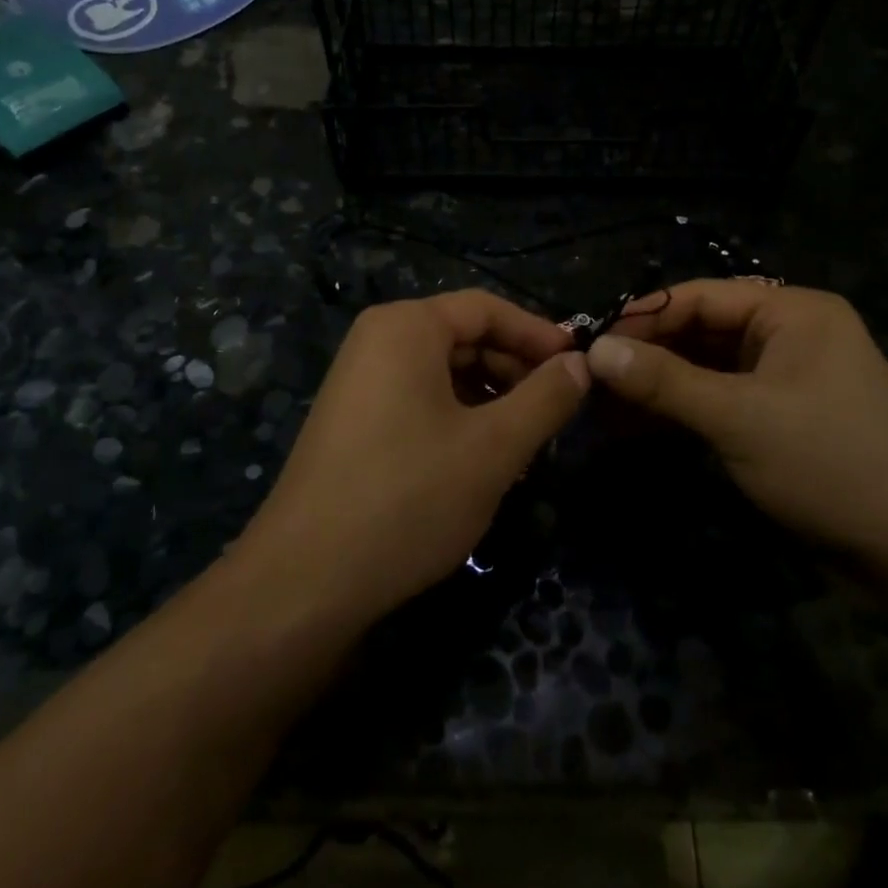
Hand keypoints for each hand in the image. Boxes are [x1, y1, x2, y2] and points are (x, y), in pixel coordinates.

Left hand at [236, 290, 589, 625]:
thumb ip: (546, 398)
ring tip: (525, 444)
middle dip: (515, 370)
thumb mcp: (494, 447)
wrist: (306, 580)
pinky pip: (418, 401)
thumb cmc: (409, 497)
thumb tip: (581, 363)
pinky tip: (482, 462)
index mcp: (406, 327)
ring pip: (443, 373)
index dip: (538, 334)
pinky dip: (458, 420)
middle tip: (556, 412)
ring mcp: (359, 382)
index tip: (579, 366)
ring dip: (491, 400)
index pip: (486, 308)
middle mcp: (377, 341)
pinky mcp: (353, 421)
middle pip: (463, 337)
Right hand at [587, 281, 887, 571]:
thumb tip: (595, 350)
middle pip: (702, 331)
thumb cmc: (829, 463)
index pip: (702, 297)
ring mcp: (787, 378)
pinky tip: (637, 426)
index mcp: (793, 312)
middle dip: (647, 355)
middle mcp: (790, 335)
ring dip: (659, 386)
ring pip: (707, 369)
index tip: (590, 341)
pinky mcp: (781, 418)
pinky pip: (721, 400)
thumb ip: (664, 381)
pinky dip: (682, 411)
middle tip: (590, 378)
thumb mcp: (739, 417)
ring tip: (602, 404)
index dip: (644, 317)